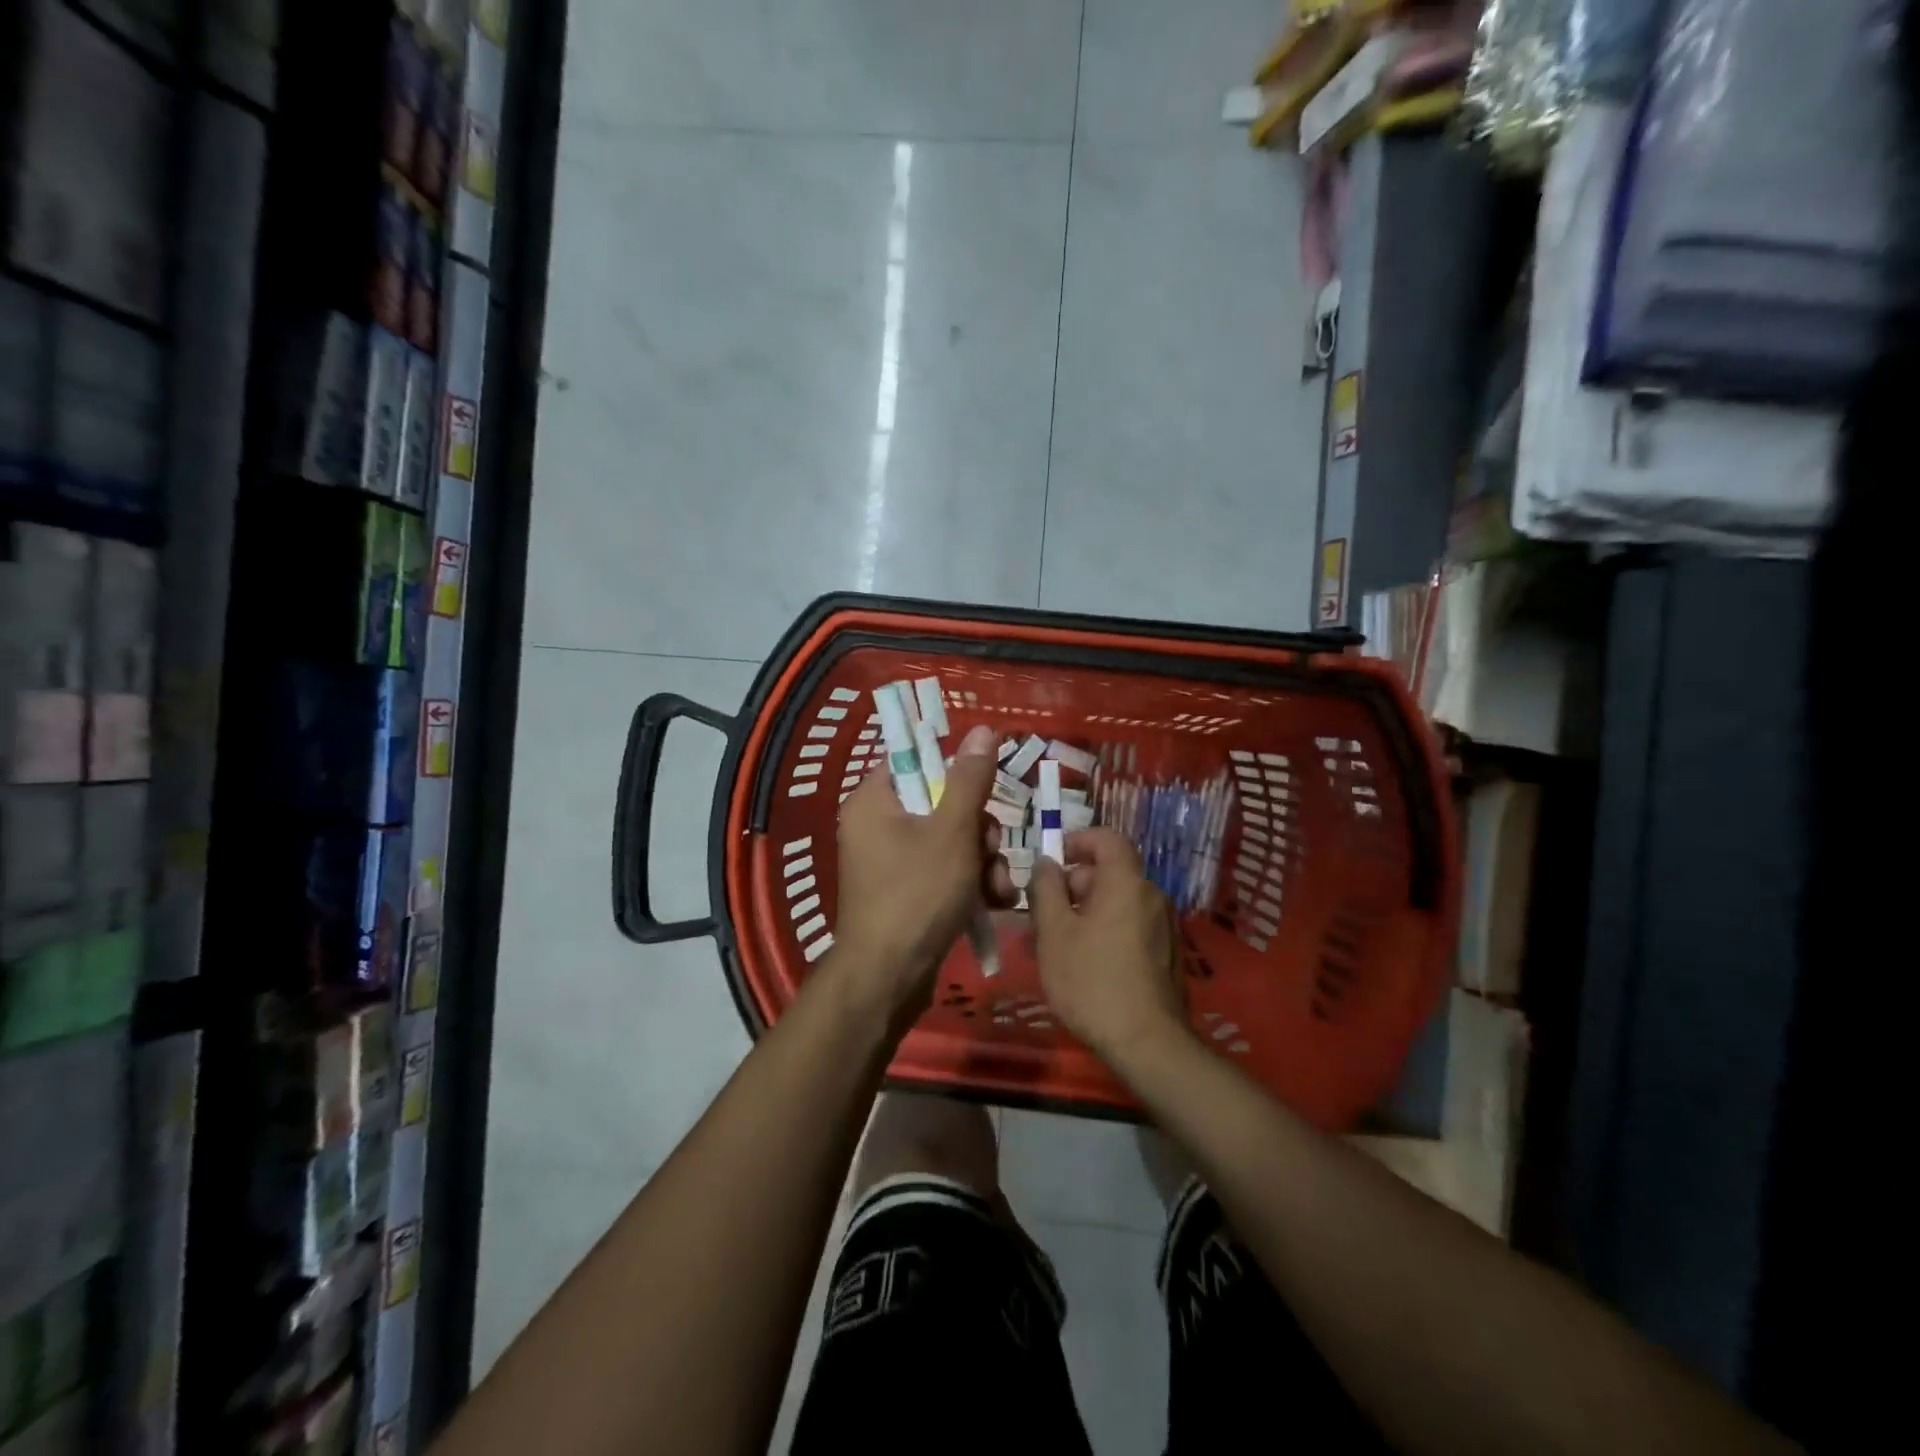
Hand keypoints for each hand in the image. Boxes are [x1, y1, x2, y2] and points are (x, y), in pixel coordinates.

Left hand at [830, 724, 1010, 1022]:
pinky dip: (971, 882)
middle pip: (941, 802)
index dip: (955, 770)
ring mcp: (891, 862)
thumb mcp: (952, 831)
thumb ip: (970, 779)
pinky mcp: (907, 892)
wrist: (889, 978)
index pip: (916, 761)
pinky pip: (945, 870)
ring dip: (984, 860)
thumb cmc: (917, 894)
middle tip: (992, 849)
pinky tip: (996, 902)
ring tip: (1000, 886)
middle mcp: (877, 825)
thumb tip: (984, 729)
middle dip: (979, 828)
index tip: (984, 788)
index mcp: (874, 800)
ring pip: (951, 840)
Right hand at [1028, 829, 1186, 1065]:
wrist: (1147, 1043)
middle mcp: (1151, 896)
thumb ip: (1046, 889)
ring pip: (1115, 904)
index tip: (1052, 861)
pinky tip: (1082, 964)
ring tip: (1053, 946)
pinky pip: (1129, 926)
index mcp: (1126, 882)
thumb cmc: (1091, 980)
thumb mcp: (1053, 933)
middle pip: (1108, 873)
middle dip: (1072, 887)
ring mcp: (1163, 926)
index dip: (1077, 841)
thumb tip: (1046, 863)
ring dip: (1083, 914)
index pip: (1106, 838)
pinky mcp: (1166, 954)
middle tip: (1040, 917)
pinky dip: (1104, 931)